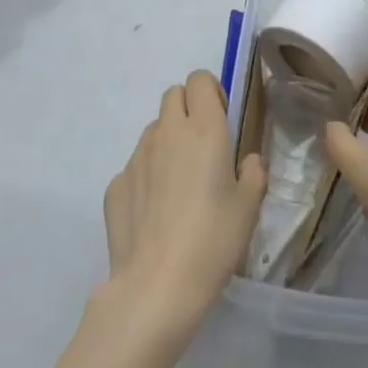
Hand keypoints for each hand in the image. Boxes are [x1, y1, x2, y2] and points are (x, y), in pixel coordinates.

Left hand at [102, 71, 266, 332]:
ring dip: (167, 142)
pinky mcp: (114, 185)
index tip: (221, 120)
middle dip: (188, 109)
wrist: (156, 288)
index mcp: (204, 128)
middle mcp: (167, 132)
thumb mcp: (249, 207)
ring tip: (178, 184)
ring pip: (153, 130)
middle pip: (173, 95)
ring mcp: (136, 157)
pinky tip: (155, 213)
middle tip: (202, 147)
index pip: (200, 79)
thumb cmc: (212, 241)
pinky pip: (134, 166)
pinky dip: (146, 176)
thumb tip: (247, 161)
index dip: (211, 92)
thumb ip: (253, 173)